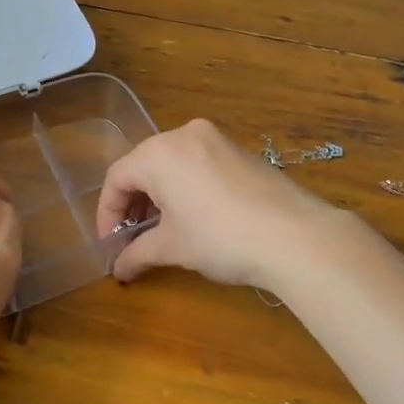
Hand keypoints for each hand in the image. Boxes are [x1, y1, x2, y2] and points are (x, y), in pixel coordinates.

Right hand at [95, 119, 342, 287]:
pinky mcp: (238, 150)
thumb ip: (137, 253)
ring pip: (171, 164)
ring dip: (158, 196)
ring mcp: (215, 139)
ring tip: (161, 231)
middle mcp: (184, 134)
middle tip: (132, 239)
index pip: (117, 177)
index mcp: (160, 152)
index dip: (107, 213)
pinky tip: (192, 217)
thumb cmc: (221, 238)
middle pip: (143, 166)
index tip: (109, 245)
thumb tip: (117, 269)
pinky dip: (184, 187)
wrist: (295, 235)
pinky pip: (196, 163)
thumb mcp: (173, 247)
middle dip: (133, 204)